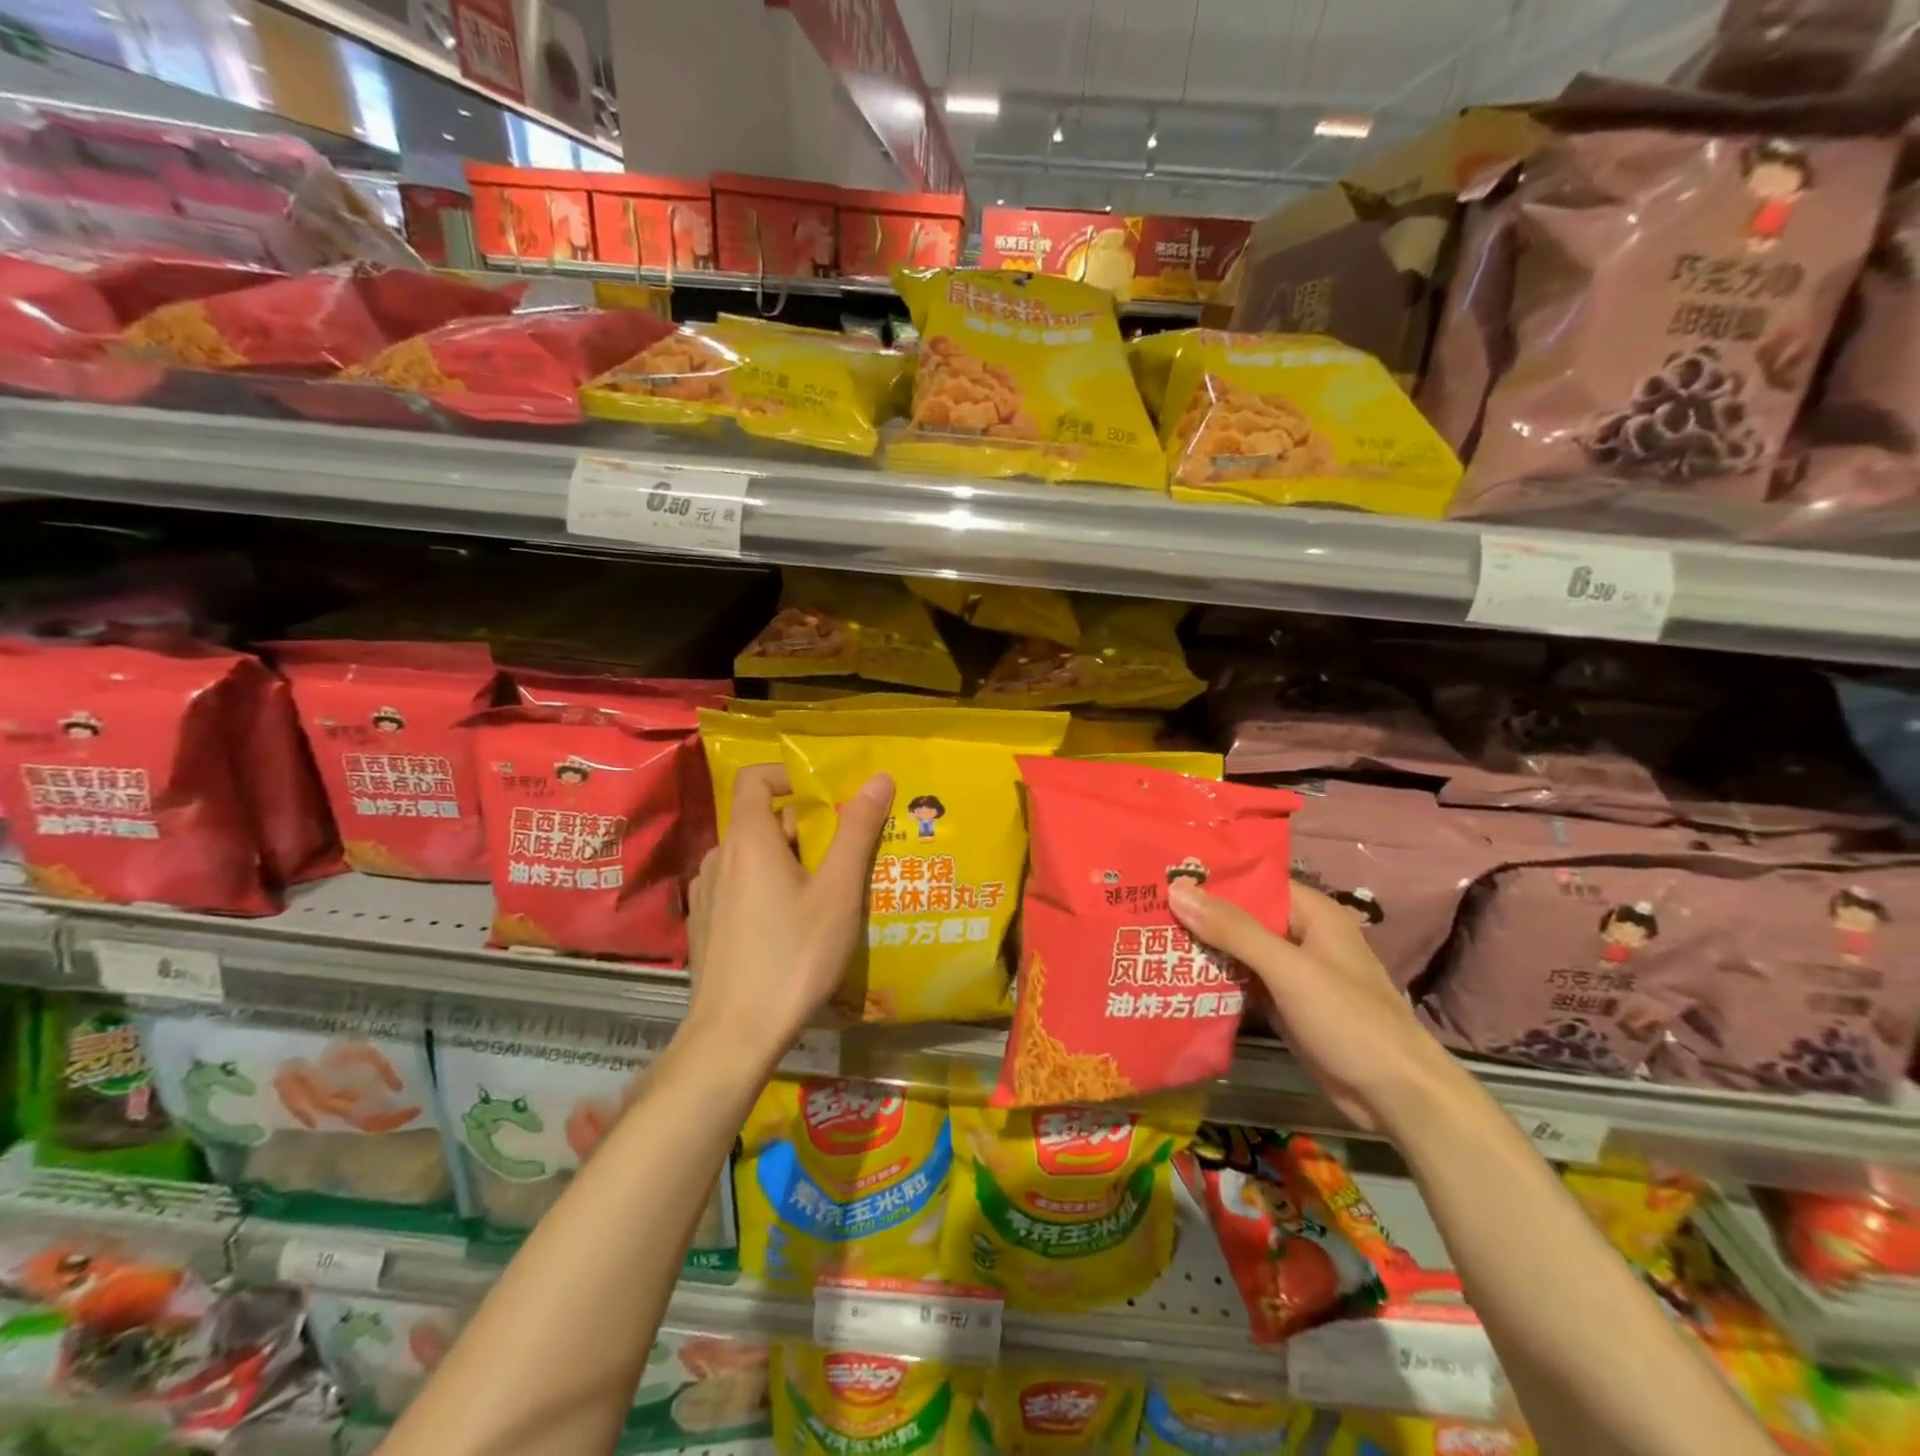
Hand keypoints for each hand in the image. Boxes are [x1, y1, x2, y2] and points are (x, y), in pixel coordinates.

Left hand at [684, 763, 891, 1065]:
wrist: (734, 1036)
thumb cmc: (793, 956)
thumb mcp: (838, 891)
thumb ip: (857, 831)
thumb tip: (879, 778)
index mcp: (748, 840)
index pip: (755, 778)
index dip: (789, 775)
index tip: (826, 796)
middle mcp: (719, 858)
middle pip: (762, 820)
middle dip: (805, 830)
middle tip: (844, 858)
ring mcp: (707, 894)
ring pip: (753, 858)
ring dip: (789, 862)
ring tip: (826, 895)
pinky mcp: (706, 926)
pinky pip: (740, 888)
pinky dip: (768, 890)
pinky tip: (792, 929)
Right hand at [1167, 878, 1460, 1134]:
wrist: (1397, 1097)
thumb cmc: (1349, 1020)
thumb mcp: (1288, 969)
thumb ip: (1233, 930)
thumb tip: (1178, 889)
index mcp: (1311, 913)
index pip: (1252, 881)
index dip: (1210, 877)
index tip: (1162, 873)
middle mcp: (1300, 935)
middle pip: (1241, 915)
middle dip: (1198, 914)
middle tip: (1143, 907)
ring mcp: (1292, 972)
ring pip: (1238, 950)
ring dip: (1202, 948)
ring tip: (1147, 937)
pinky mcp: (1285, 1004)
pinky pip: (1243, 981)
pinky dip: (1215, 979)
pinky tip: (1175, 977)